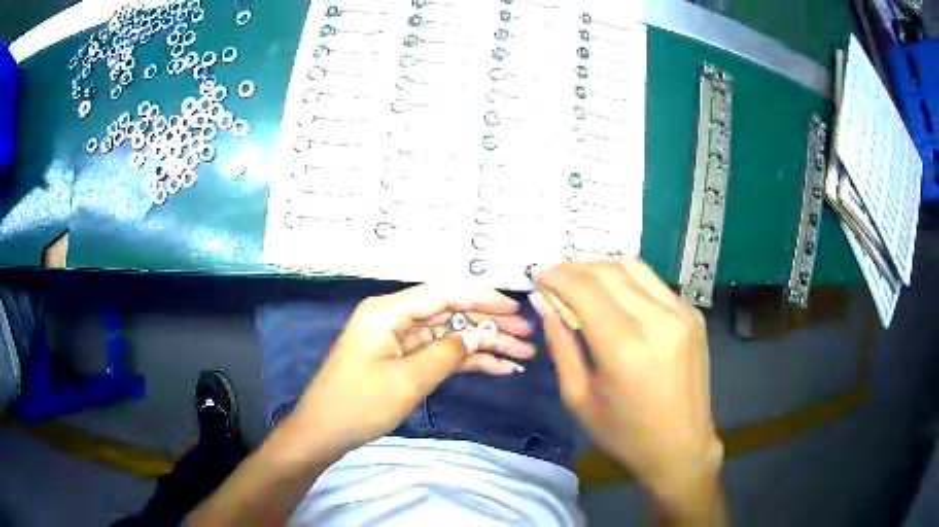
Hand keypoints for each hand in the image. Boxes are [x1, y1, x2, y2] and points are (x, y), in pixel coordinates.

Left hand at [288, 283, 535, 459]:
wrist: (324, 431)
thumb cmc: (359, 403)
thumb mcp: (407, 380)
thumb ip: (447, 354)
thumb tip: (479, 337)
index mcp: (388, 311)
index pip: (443, 293)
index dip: (482, 298)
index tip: (515, 309)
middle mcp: (395, 318)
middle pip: (450, 313)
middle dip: (489, 324)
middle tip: (526, 336)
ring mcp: (399, 340)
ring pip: (449, 335)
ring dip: (483, 345)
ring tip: (521, 355)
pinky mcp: (402, 360)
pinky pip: (439, 355)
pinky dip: (466, 362)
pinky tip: (497, 369)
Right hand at [530, 260, 722, 500]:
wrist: (681, 447)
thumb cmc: (624, 434)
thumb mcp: (579, 398)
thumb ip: (561, 345)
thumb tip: (543, 302)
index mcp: (625, 348)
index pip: (585, 289)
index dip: (558, 276)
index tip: (538, 275)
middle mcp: (658, 320)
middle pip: (609, 271)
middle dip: (576, 268)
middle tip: (555, 278)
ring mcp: (681, 313)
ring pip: (634, 267)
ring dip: (602, 268)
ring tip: (582, 283)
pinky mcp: (693, 315)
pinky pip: (653, 283)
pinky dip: (628, 281)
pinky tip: (616, 298)